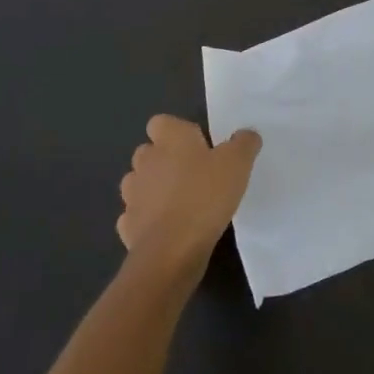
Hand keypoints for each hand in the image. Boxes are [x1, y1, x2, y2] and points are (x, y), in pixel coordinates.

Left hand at [118, 116, 260, 276]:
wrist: (172, 250)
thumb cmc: (206, 196)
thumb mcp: (238, 163)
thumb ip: (244, 143)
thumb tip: (245, 135)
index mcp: (170, 139)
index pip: (161, 122)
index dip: (177, 131)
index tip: (198, 146)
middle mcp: (145, 161)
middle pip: (149, 152)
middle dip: (165, 160)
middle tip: (194, 174)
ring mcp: (132, 195)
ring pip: (139, 183)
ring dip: (154, 189)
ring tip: (181, 202)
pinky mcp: (128, 226)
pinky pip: (136, 215)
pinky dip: (148, 219)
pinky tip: (169, 228)